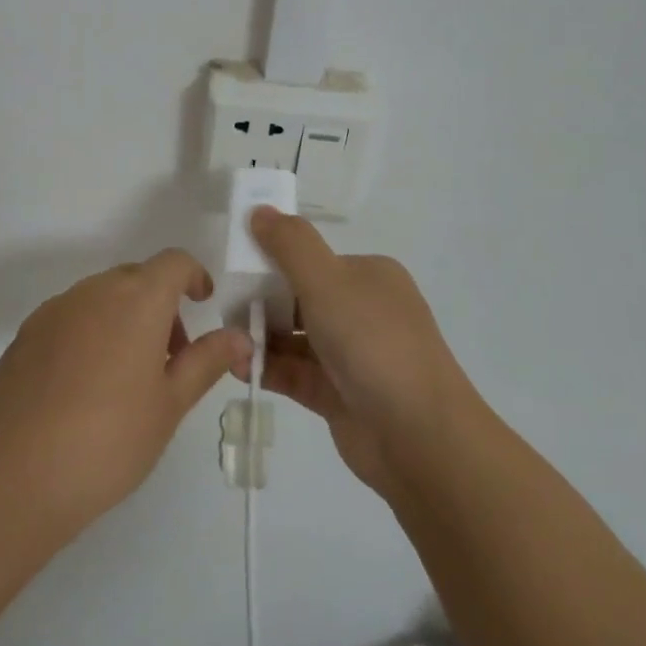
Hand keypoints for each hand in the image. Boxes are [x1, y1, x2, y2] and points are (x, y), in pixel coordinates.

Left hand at [0, 250, 249, 539]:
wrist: (15, 474)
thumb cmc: (110, 439)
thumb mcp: (170, 404)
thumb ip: (207, 361)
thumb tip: (240, 337)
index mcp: (137, 299)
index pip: (173, 262)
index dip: (193, 276)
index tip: (202, 303)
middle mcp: (95, 291)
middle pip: (136, 278)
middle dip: (160, 305)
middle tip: (170, 358)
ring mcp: (55, 310)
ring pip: (101, 297)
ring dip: (124, 318)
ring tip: (126, 378)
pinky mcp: (27, 334)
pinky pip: (70, 317)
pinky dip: (90, 333)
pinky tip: (84, 387)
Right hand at [248, 208, 473, 497]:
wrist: (419, 437)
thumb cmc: (373, 343)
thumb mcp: (327, 281)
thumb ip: (289, 244)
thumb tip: (259, 209)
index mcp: (369, 277)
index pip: (313, 260)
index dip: (273, 263)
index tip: (236, 271)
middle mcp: (363, 311)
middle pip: (300, 298)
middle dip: (262, 303)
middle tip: (225, 310)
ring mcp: (353, 355)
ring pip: (296, 338)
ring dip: (261, 338)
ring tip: (226, 342)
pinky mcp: (340, 394)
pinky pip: (296, 373)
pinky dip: (268, 367)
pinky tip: (238, 367)